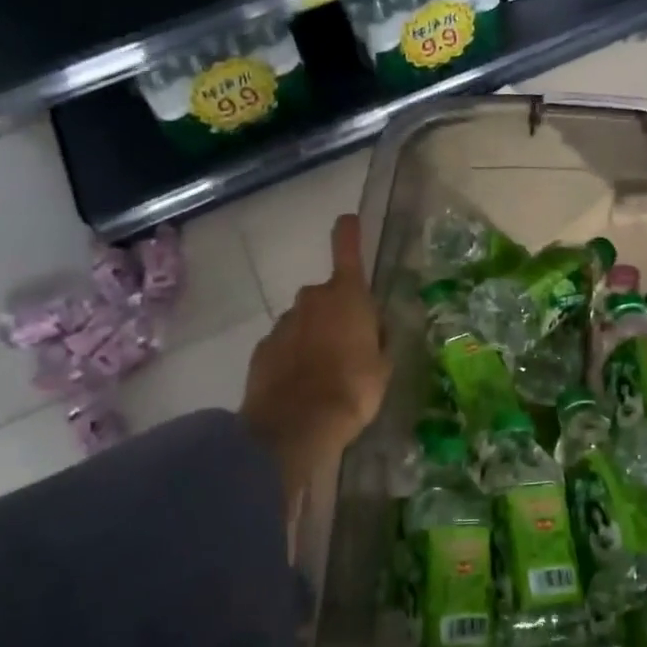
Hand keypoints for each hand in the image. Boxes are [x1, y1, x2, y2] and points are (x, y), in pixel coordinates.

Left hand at [240, 215, 389, 509]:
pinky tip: (303, 386)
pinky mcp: (262, 350)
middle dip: (338, 314)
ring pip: (305, 323)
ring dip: (315, 338)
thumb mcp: (384, 366)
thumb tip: (373, 330)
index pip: (348, 251)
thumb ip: (378, 340)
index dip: (349, 234)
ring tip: (326, 376)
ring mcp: (283, 324)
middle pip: (328, 296)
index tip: (347, 219)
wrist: (296, 426)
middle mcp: (312, 300)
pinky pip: (285, 346)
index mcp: (347, 297)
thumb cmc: (353, 388)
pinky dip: (294, 359)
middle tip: (352, 349)